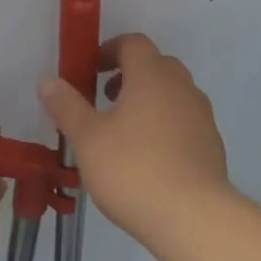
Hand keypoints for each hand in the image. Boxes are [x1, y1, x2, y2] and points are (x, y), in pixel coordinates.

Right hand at [38, 34, 230, 244]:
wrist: (192, 216)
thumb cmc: (133, 170)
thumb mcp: (87, 139)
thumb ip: (67, 106)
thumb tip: (49, 82)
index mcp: (152, 76)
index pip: (133, 43)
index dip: (109, 50)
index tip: (90, 71)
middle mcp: (182, 87)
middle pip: (157, 65)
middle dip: (129, 75)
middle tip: (105, 101)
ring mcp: (202, 116)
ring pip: (173, 94)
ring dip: (148, 101)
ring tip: (123, 133)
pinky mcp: (211, 144)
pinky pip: (185, 121)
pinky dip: (166, 126)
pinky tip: (149, 159)